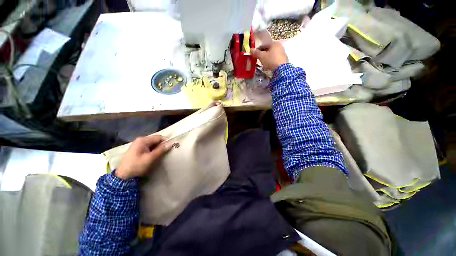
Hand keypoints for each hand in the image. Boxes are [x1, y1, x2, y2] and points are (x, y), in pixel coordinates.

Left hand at [115, 135, 170, 179]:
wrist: (123, 176)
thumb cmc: (137, 166)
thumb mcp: (150, 158)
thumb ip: (161, 150)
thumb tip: (171, 143)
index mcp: (143, 140)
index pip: (159, 137)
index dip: (166, 141)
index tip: (172, 146)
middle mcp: (140, 140)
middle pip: (155, 140)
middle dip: (162, 145)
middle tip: (167, 151)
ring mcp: (138, 145)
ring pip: (152, 144)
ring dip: (158, 148)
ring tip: (162, 154)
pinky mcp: (137, 150)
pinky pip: (149, 147)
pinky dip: (153, 150)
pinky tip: (155, 155)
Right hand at [252, 42, 287, 71]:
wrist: (282, 69)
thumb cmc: (271, 60)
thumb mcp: (262, 56)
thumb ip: (256, 53)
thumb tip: (251, 50)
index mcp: (274, 43)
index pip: (263, 45)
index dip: (257, 50)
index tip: (254, 55)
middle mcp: (279, 46)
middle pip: (268, 50)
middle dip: (262, 55)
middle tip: (258, 60)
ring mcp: (282, 53)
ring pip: (271, 55)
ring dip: (266, 59)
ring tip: (262, 65)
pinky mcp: (283, 60)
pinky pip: (274, 60)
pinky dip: (270, 62)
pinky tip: (267, 67)